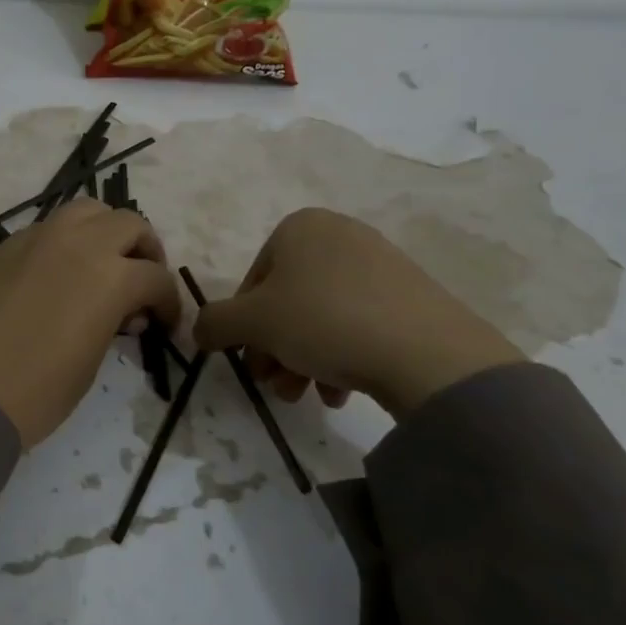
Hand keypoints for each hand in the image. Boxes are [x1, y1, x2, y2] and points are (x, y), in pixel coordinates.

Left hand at [0, 200, 180, 446]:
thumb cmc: (36, 393)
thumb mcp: (91, 362)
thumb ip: (114, 323)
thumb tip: (124, 312)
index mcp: (109, 275)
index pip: (156, 277)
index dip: (169, 302)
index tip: (165, 324)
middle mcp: (76, 243)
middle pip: (128, 224)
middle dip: (144, 252)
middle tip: (140, 284)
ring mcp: (35, 239)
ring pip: (85, 211)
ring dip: (104, 232)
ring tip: (102, 265)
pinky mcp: (3, 247)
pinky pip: (46, 229)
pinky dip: (65, 242)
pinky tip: (56, 276)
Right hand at [192, 208, 521, 419]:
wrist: (426, 351)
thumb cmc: (323, 321)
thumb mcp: (253, 323)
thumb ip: (215, 323)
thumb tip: (199, 331)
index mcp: (300, 228)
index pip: (253, 282)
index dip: (244, 326)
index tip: (251, 360)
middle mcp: (339, 235)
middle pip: (287, 301)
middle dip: (275, 349)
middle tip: (276, 385)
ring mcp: (380, 264)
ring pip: (321, 317)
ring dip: (302, 359)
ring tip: (307, 396)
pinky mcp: (411, 295)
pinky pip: (358, 323)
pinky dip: (341, 356)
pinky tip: (340, 390)